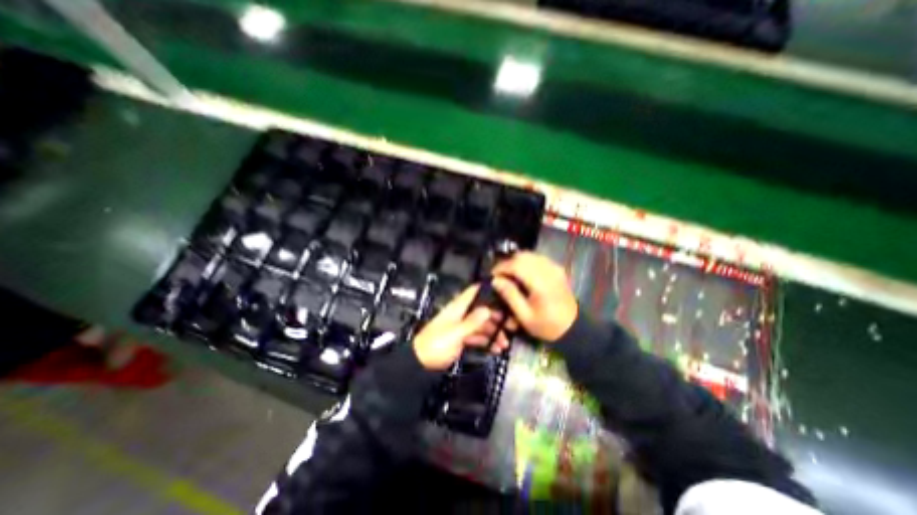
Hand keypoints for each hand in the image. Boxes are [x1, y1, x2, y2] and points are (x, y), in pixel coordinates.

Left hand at [413, 285, 511, 369]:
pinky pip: (478, 337)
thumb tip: (487, 309)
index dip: (488, 289)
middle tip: (512, 325)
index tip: (505, 291)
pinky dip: (487, 342)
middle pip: (482, 310)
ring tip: (505, 343)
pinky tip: (496, 349)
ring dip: (494, 333)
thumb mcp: (455, 333)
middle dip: (497, 316)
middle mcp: (462, 314)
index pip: (474, 292)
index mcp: (458, 308)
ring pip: (482, 325)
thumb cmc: (436, 344)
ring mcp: (462, 326)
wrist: (421, 362)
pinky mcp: (462, 338)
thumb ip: (472, 322)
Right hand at [491, 252, 574, 343]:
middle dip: (508, 263)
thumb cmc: (547, 325)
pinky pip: (538, 258)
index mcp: (540, 282)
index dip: (501, 267)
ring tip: (510, 274)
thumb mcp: (524, 316)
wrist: (574, 327)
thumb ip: (510, 295)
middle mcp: (548, 270)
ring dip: (517, 261)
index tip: (492, 275)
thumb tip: (496, 280)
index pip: (516, 265)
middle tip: (500, 275)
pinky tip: (523, 273)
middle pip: (523, 256)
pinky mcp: (557, 269)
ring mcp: (554, 268)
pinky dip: (527, 262)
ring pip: (530, 255)